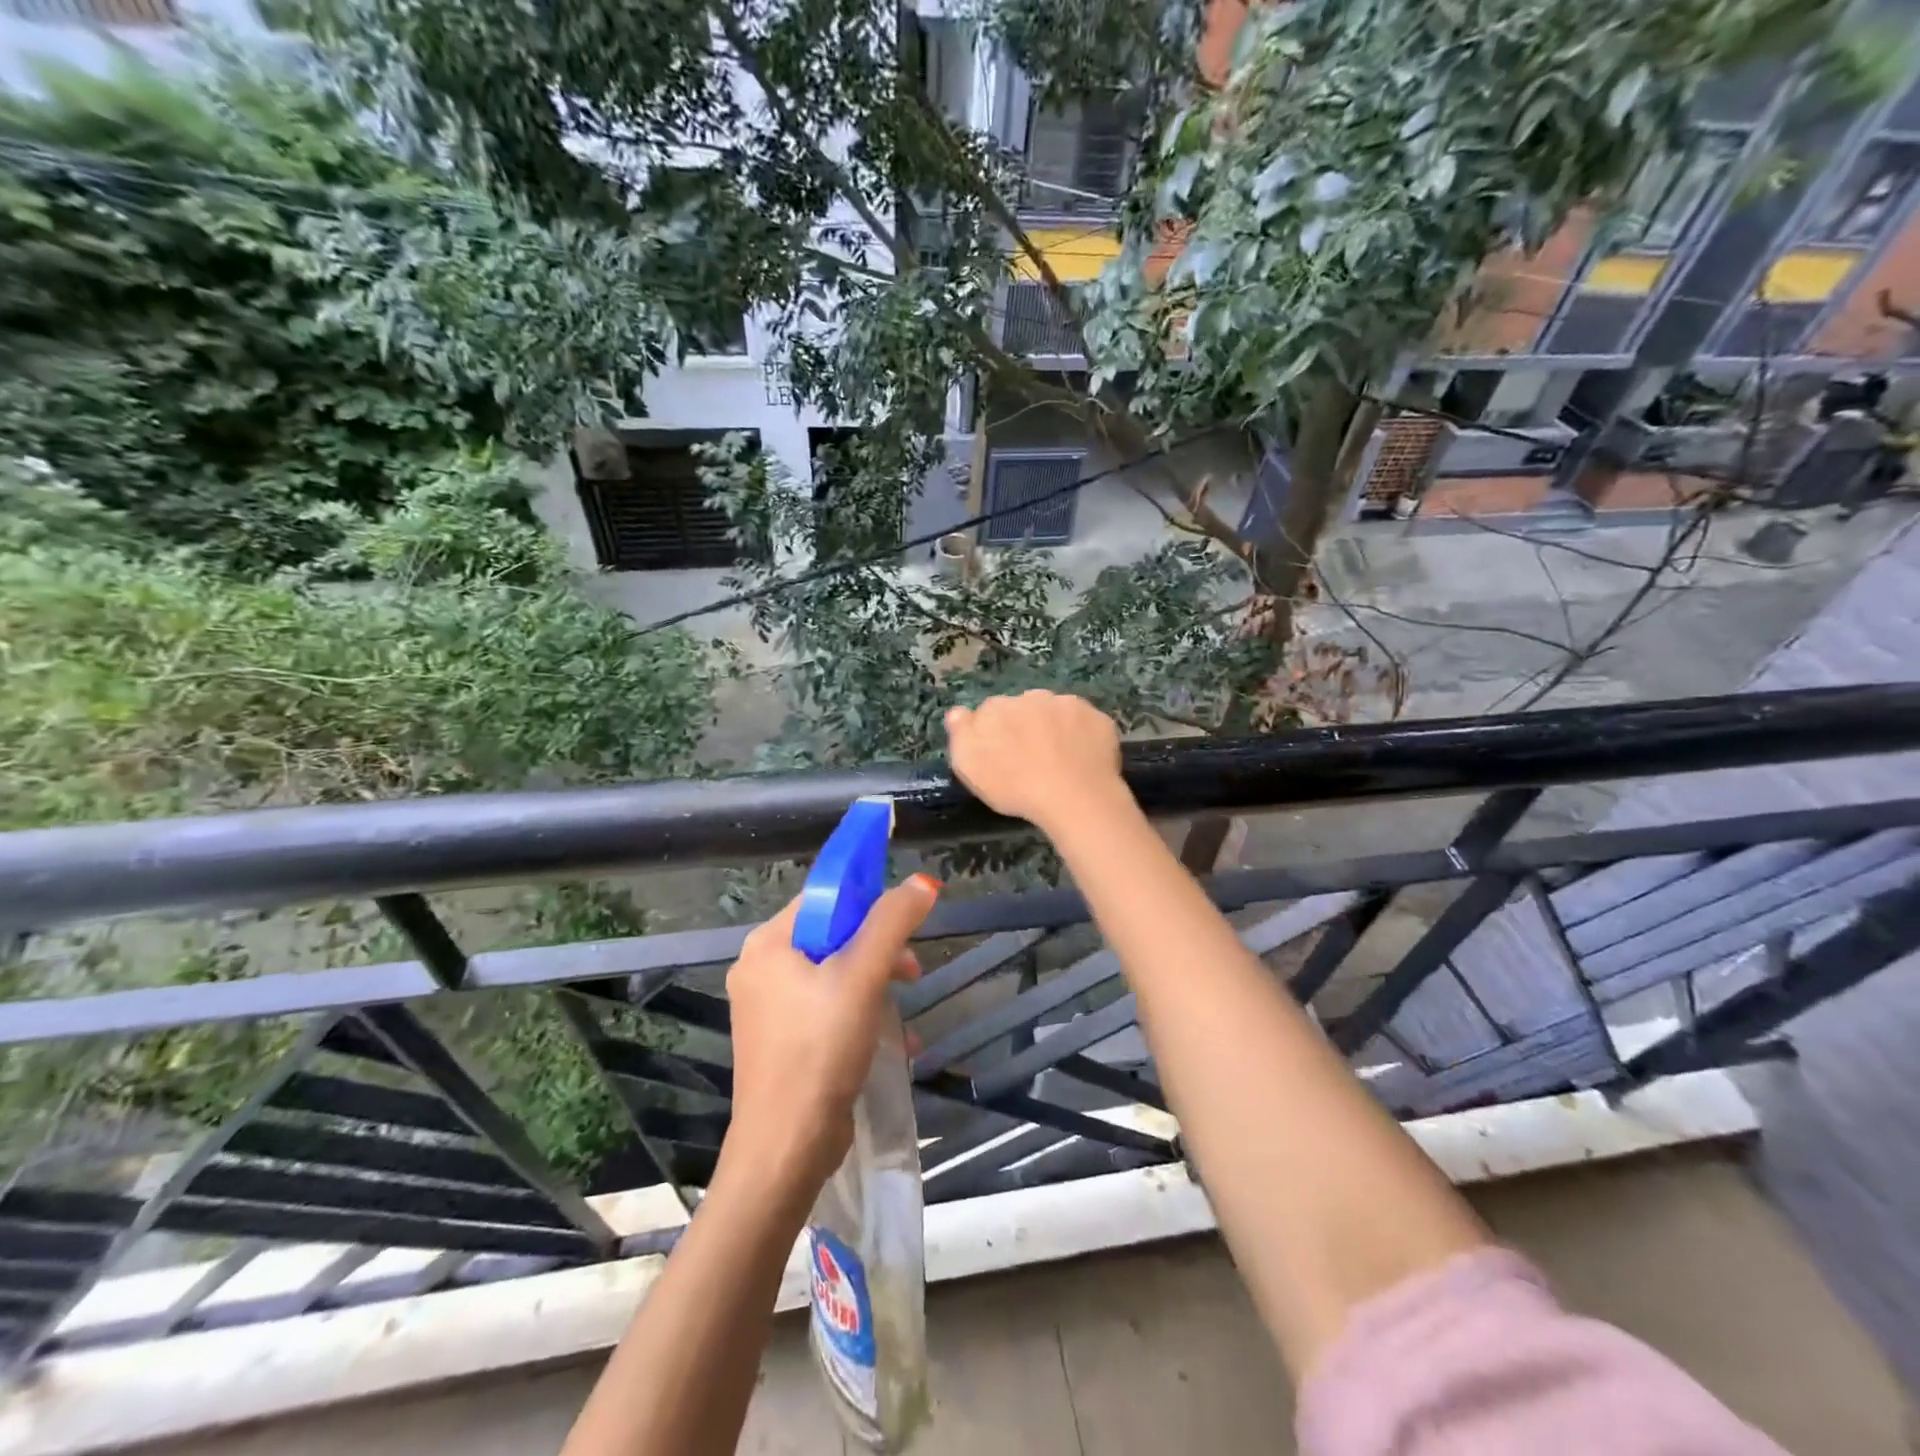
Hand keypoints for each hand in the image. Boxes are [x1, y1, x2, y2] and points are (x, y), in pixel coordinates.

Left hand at [719, 875, 939, 1199]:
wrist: (786, 1149)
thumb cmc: (820, 1050)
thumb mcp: (862, 976)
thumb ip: (892, 922)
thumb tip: (923, 882)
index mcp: (768, 944)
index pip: (824, 898)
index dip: (868, 900)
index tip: (904, 921)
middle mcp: (761, 969)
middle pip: (831, 935)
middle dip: (878, 949)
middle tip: (912, 971)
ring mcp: (768, 1008)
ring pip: (833, 973)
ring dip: (876, 983)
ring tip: (905, 1005)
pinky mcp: (782, 1041)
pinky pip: (827, 1008)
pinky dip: (860, 1013)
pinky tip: (894, 1039)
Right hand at [945, 691, 1126, 833]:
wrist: (1073, 796)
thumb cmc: (1014, 786)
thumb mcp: (969, 766)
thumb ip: (961, 733)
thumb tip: (958, 712)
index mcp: (997, 708)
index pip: (990, 712)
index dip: (995, 733)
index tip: (1000, 755)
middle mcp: (1032, 697)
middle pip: (1024, 708)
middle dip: (1026, 726)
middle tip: (1031, 759)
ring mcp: (1068, 705)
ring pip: (1057, 711)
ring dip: (1055, 727)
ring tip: (1059, 760)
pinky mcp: (1099, 718)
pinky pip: (1086, 723)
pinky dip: (1083, 736)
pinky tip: (1083, 759)